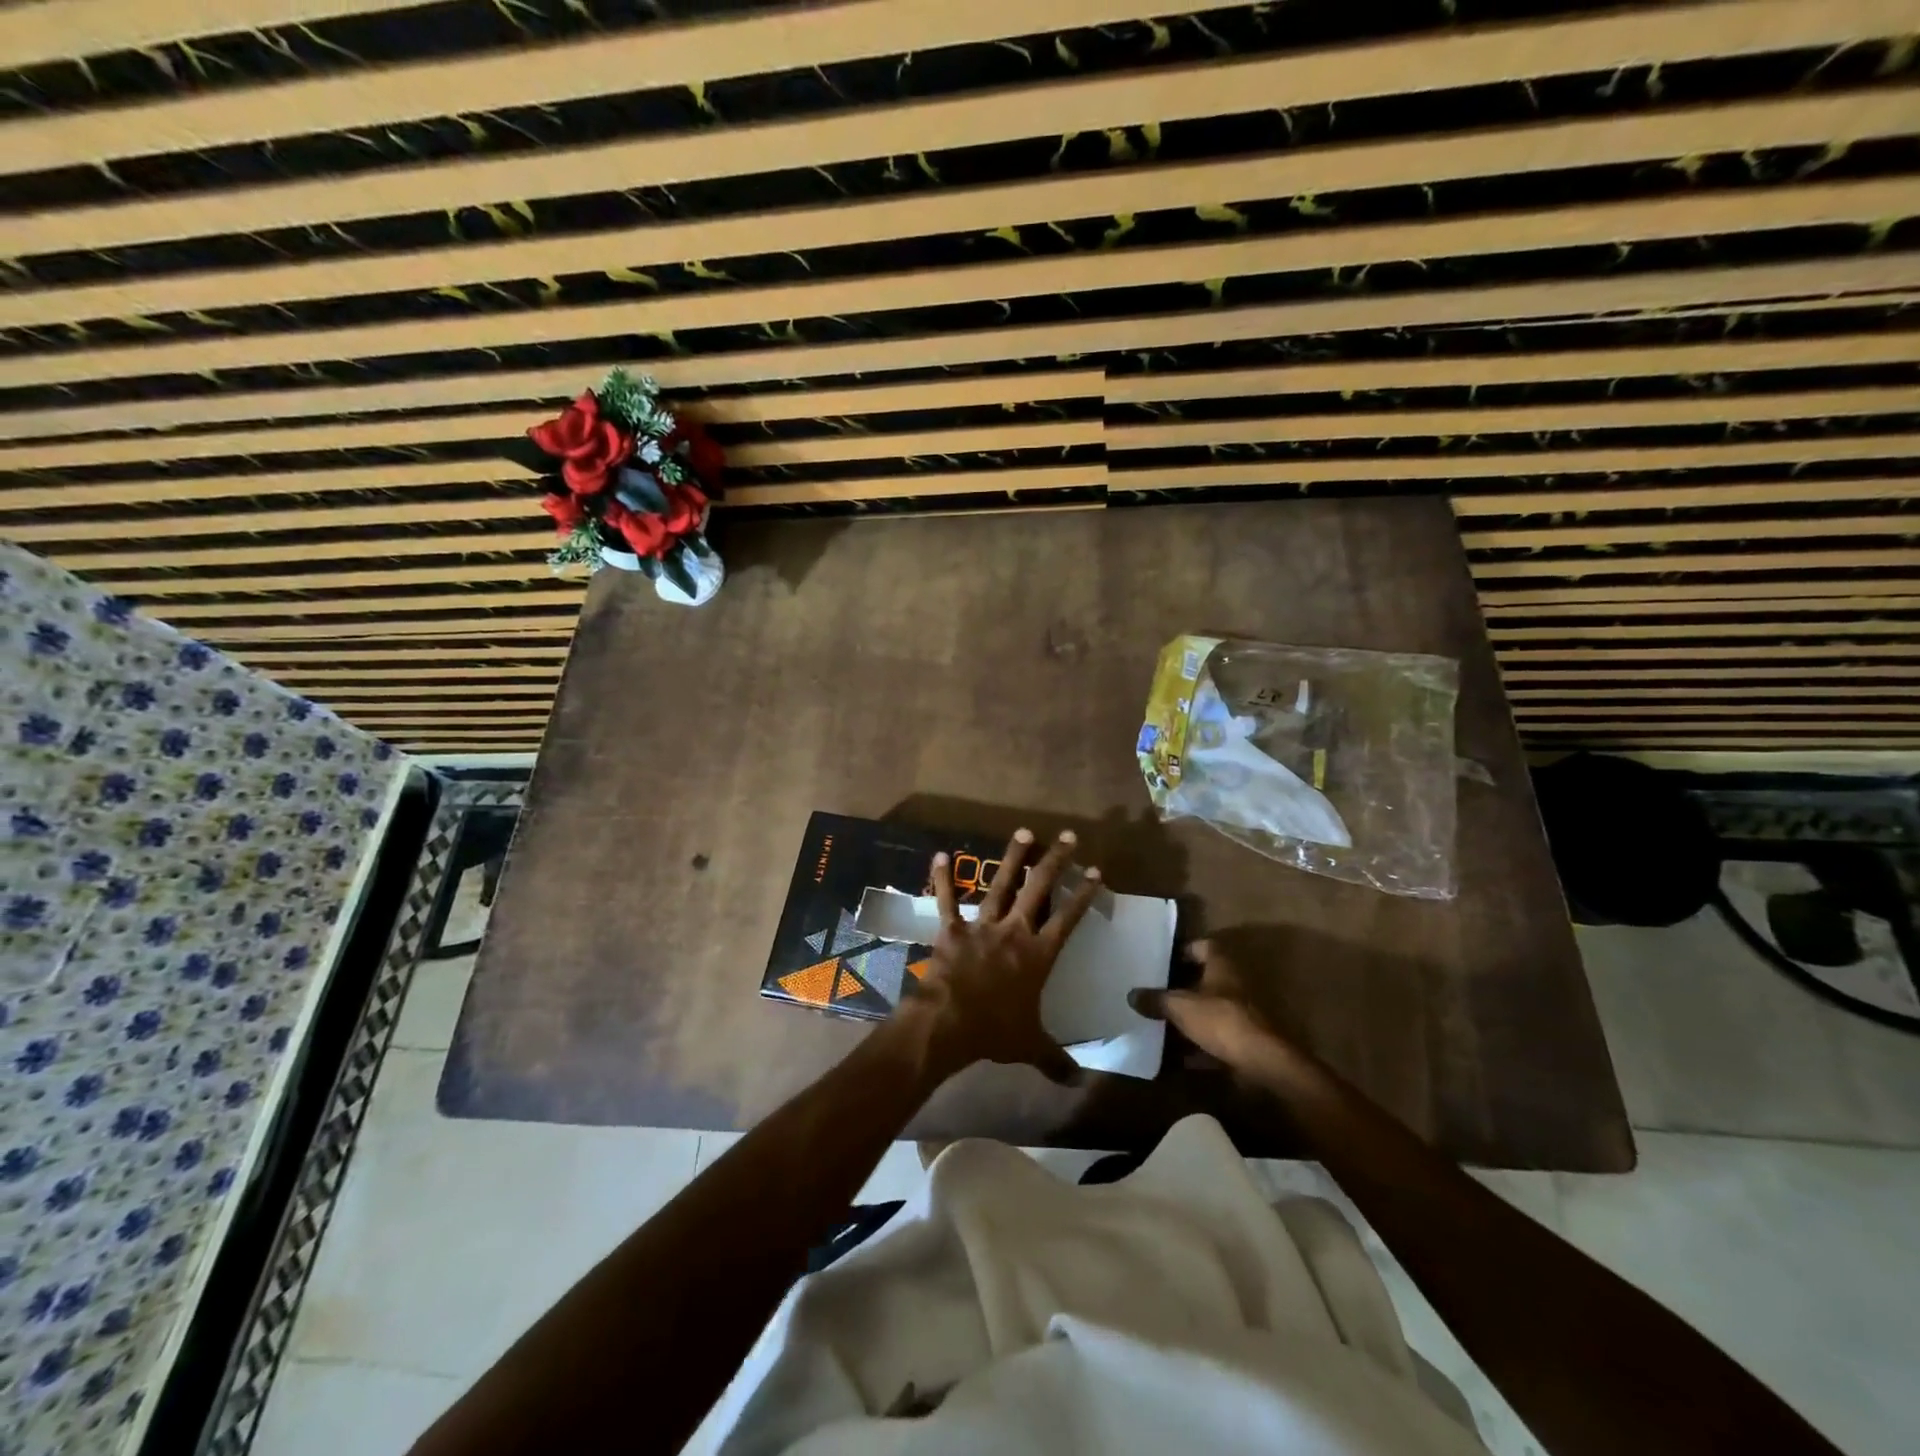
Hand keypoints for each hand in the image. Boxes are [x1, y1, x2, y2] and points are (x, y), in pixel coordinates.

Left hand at [909, 828, 1100, 1083]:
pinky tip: (941, 854)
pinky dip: (943, 878)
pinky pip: (947, 900)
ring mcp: (982, 926)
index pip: (1069, 918)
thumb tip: (1079, 1082)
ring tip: (1024, 831)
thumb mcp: (1031, 1046)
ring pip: (1001, 884)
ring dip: (1013, 858)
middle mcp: (1014, 931)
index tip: (1095, 870)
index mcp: (1038, 955)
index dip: (1083, 893)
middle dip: (1055, 860)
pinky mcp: (952, 929)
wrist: (949, 1023)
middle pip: (1040, 889)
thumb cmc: (994, 1031)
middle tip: (1068, 836)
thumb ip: (1056, 1059)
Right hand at [1128, 940, 1294, 1078]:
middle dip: (1180, 988)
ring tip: (1157, 1022)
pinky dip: (1194, 1047)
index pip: (1204, 946)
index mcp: (1221, 967)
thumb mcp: (1181, 1007)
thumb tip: (1132, 995)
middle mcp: (1233, 986)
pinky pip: (1211, 1040)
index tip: (1163, 958)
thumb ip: (1156, 1000)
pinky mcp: (1241, 1042)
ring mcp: (1239, 1015)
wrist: (1261, 1062)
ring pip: (1207, 1012)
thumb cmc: (1220, 1020)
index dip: (1184, 950)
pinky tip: (1172, 1056)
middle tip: (1153, 991)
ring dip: (1186, 1018)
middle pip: (1203, 981)